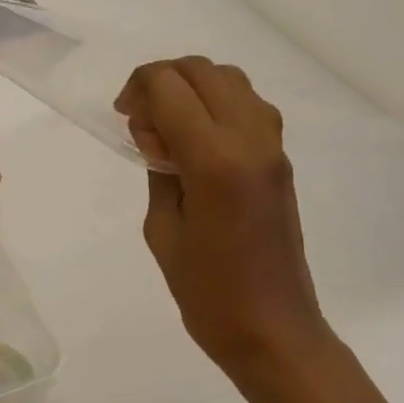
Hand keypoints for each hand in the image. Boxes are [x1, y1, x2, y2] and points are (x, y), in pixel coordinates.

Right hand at [116, 57, 337, 402]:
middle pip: (202, 71)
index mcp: (215, 160)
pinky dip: (217, 103)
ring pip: (230, 80)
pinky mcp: (280, 160)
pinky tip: (197, 139)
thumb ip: (158, 167)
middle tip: (139, 117)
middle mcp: (250, 140)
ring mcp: (272, 147)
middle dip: (162, 80)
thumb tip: (157, 133)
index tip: (123, 116)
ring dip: (192, 87)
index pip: (170, 86)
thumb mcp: (162, 228)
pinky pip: (248, 105)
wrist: (274, 331)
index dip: (138, 88)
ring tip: (168, 124)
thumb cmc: (207, 292)